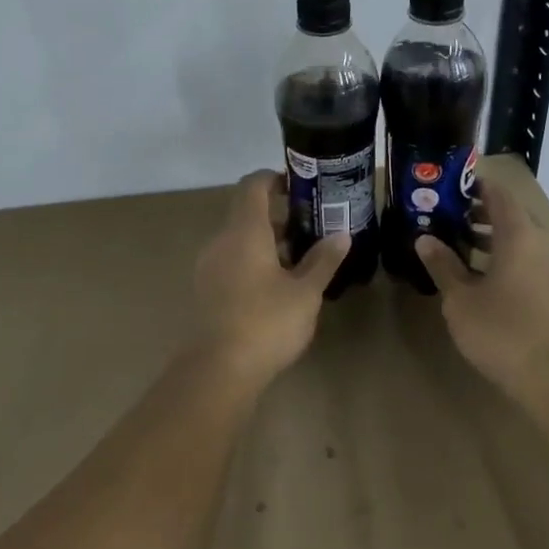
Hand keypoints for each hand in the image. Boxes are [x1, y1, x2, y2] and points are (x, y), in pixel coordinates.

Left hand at [189, 171, 348, 388]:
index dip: (274, 178)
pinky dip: (253, 260)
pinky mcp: (206, 289)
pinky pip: (231, 260)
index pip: (253, 186)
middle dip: (278, 214)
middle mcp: (221, 241)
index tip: (299, 185)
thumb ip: (323, 260)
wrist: (218, 370)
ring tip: (300, 257)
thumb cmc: (266, 323)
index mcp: (244, 232)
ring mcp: (209, 266)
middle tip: (311, 225)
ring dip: (266, 240)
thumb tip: (342, 235)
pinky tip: (277, 284)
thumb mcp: (305, 293)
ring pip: (239, 239)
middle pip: (246, 212)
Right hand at [414, 172, 548, 396]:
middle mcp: (541, 243)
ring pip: (520, 240)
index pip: (497, 193)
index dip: (473, 185)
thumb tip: (424, 238)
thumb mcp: (462, 300)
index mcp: (519, 235)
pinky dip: (504, 260)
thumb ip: (443, 266)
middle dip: (477, 213)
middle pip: (510, 215)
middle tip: (444, 217)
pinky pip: (528, 262)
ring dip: (490, 238)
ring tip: (457, 246)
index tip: (446, 185)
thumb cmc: (505, 333)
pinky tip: (481, 280)